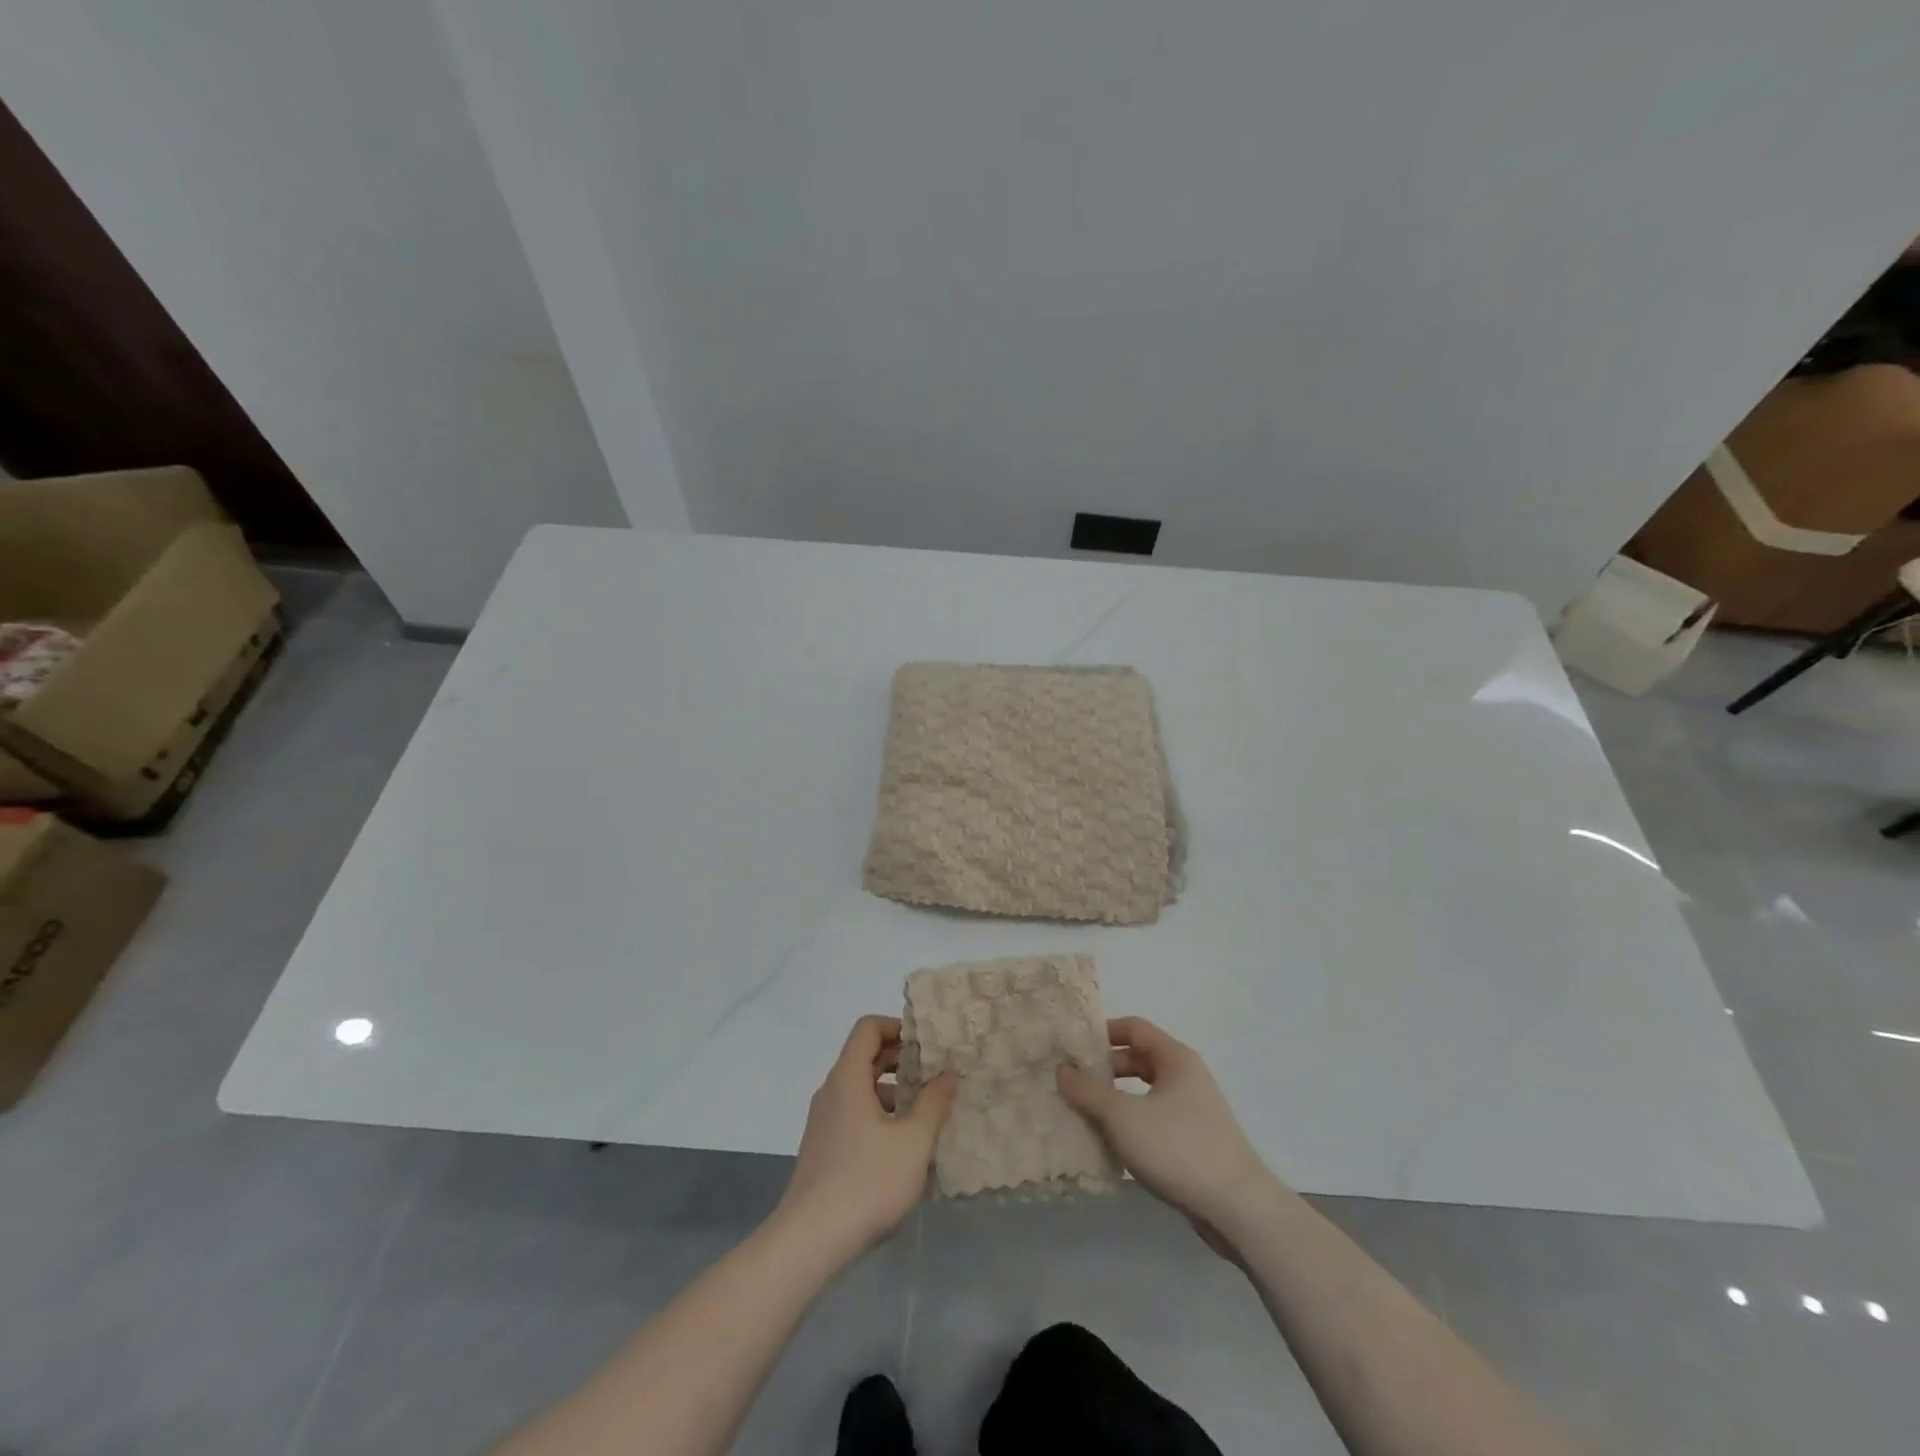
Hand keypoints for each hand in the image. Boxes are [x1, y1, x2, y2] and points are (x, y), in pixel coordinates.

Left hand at [775, 1016, 956, 1259]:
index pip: (868, 1028)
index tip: (927, 1046)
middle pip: (865, 1057)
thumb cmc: (866, 1182)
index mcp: (848, 1078)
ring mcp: (824, 1122)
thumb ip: (933, 1103)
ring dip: (893, 1094)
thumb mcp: (913, 1142)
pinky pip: (854, 1116)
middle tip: (935, 1078)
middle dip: (901, 1062)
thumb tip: (948, 1074)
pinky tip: (903, 1151)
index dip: (898, 1027)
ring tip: (926, 1116)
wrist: (809, 1242)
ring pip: (861, 1090)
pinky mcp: (823, 1149)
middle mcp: (832, 1091)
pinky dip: (880, 1118)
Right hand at [1057, 1017, 1277, 1239]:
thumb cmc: (1178, 1148)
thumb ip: (1088, 1091)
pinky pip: (1154, 1121)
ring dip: (1116, 1101)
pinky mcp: (1195, 1142)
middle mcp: (1187, 1076)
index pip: (1133, 1027)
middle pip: (1138, 1060)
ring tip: (1085, 1115)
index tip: (1073, 1047)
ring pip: (1145, 1094)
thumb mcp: (1122, 1116)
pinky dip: (1132, 1125)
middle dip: (1104, 1070)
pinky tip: (1112, 1146)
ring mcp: (1193, 1111)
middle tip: (1072, 1085)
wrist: (1238, 1209)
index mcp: (1175, 1058)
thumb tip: (1061, 1068)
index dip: (1102, 1033)